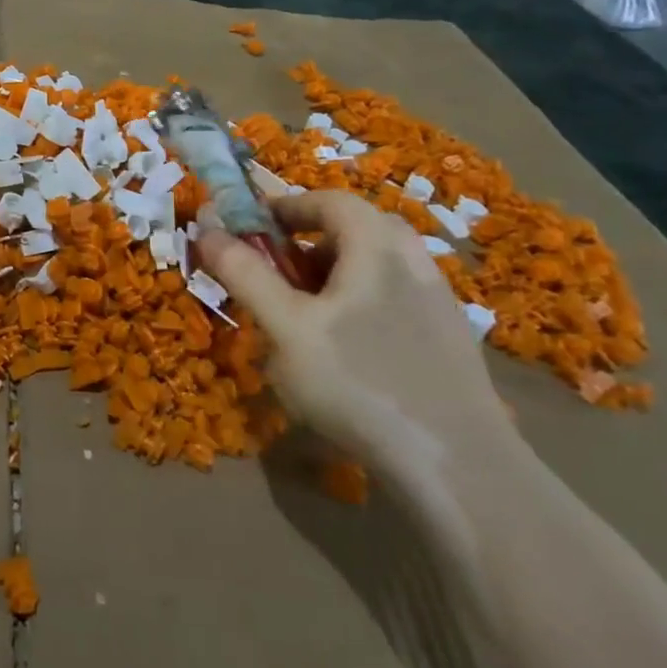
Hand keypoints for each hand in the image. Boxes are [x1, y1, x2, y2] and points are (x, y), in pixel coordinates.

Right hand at [197, 191, 512, 469]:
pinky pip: (395, 301)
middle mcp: (415, 262)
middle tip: (278, 271)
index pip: (330, 200)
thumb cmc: (359, 381)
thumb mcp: (285, 326)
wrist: (459, 467)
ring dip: (335, 275)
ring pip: (378, 268)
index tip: (251, 227)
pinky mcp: (450, 343)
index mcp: (377, 246)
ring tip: (304, 316)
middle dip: (309, 242)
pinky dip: (361, 305)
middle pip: (357, 229)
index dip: (286, 206)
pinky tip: (346, 353)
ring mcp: (439, 304)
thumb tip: (206, 230)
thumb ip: (245, 274)